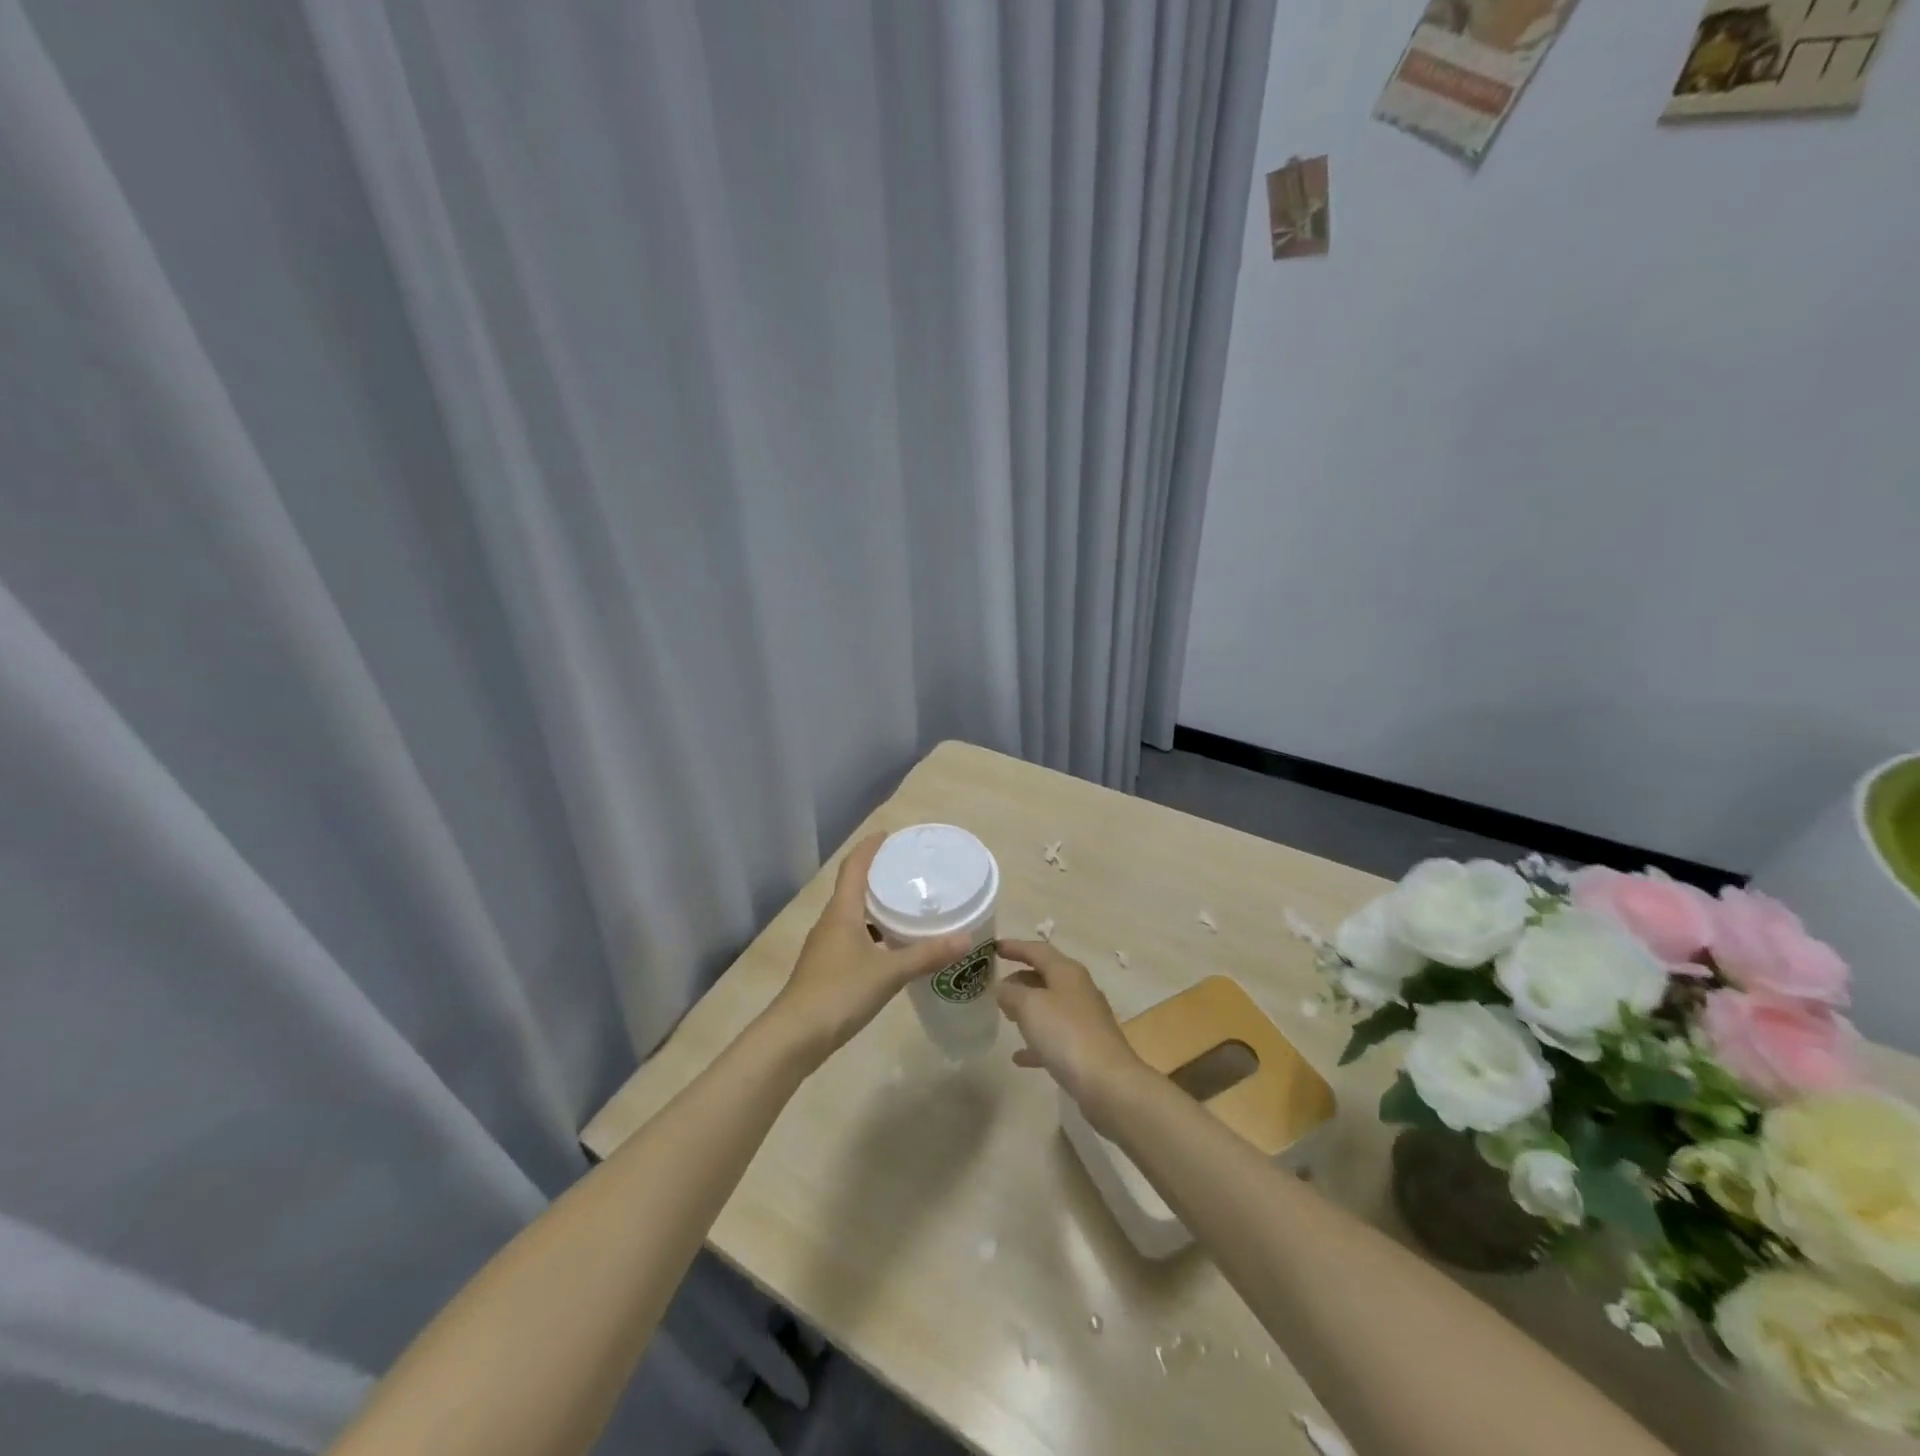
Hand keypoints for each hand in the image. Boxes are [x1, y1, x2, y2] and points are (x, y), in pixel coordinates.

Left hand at [766, 833, 971, 1068]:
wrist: (794, 1037)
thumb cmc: (839, 993)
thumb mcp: (889, 973)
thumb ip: (926, 954)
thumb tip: (966, 938)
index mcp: (842, 912)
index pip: (854, 867)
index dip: (870, 847)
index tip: (890, 835)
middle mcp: (831, 922)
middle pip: (853, 887)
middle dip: (878, 875)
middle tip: (909, 870)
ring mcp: (825, 946)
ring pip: (853, 914)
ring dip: (876, 906)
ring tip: (907, 906)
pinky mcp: (826, 968)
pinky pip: (853, 937)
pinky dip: (873, 933)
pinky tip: (892, 947)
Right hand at [994, 940, 1145, 1117]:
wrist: (1108, 1083)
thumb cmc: (1066, 1034)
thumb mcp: (1030, 1006)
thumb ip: (1011, 992)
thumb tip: (1002, 987)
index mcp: (1067, 972)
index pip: (1037, 950)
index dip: (1014, 947)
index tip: (992, 948)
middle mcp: (1078, 990)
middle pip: (1045, 976)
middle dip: (1019, 978)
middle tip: (995, 986)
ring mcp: (1084, 1020)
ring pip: (1050, 1006)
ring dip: (1027, 1008)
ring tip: (1004, 1014)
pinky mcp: (1086, 1048)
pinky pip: (1055, 1038)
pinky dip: (1036, 1041)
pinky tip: (1018, 1056)